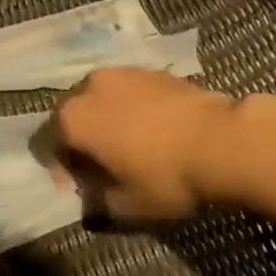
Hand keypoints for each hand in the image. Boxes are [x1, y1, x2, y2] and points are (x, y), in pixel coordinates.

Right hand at [52, 68, 237, 221]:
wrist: (223, 140)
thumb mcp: (128, 205)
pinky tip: (153, 130)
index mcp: (74, 118)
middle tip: (101, 166)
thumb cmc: (166, 177)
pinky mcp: (154, 70)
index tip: (81, 188)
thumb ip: (100, 201)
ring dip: (107, 119)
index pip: (52, 143)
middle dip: (82, 138)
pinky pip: (130, 91)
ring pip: (103, 98)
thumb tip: (94, 196)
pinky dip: (132, 108)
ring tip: (128, 145)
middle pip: (75, 114)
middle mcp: (90, 86)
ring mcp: (123, 73)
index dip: (63, 169)